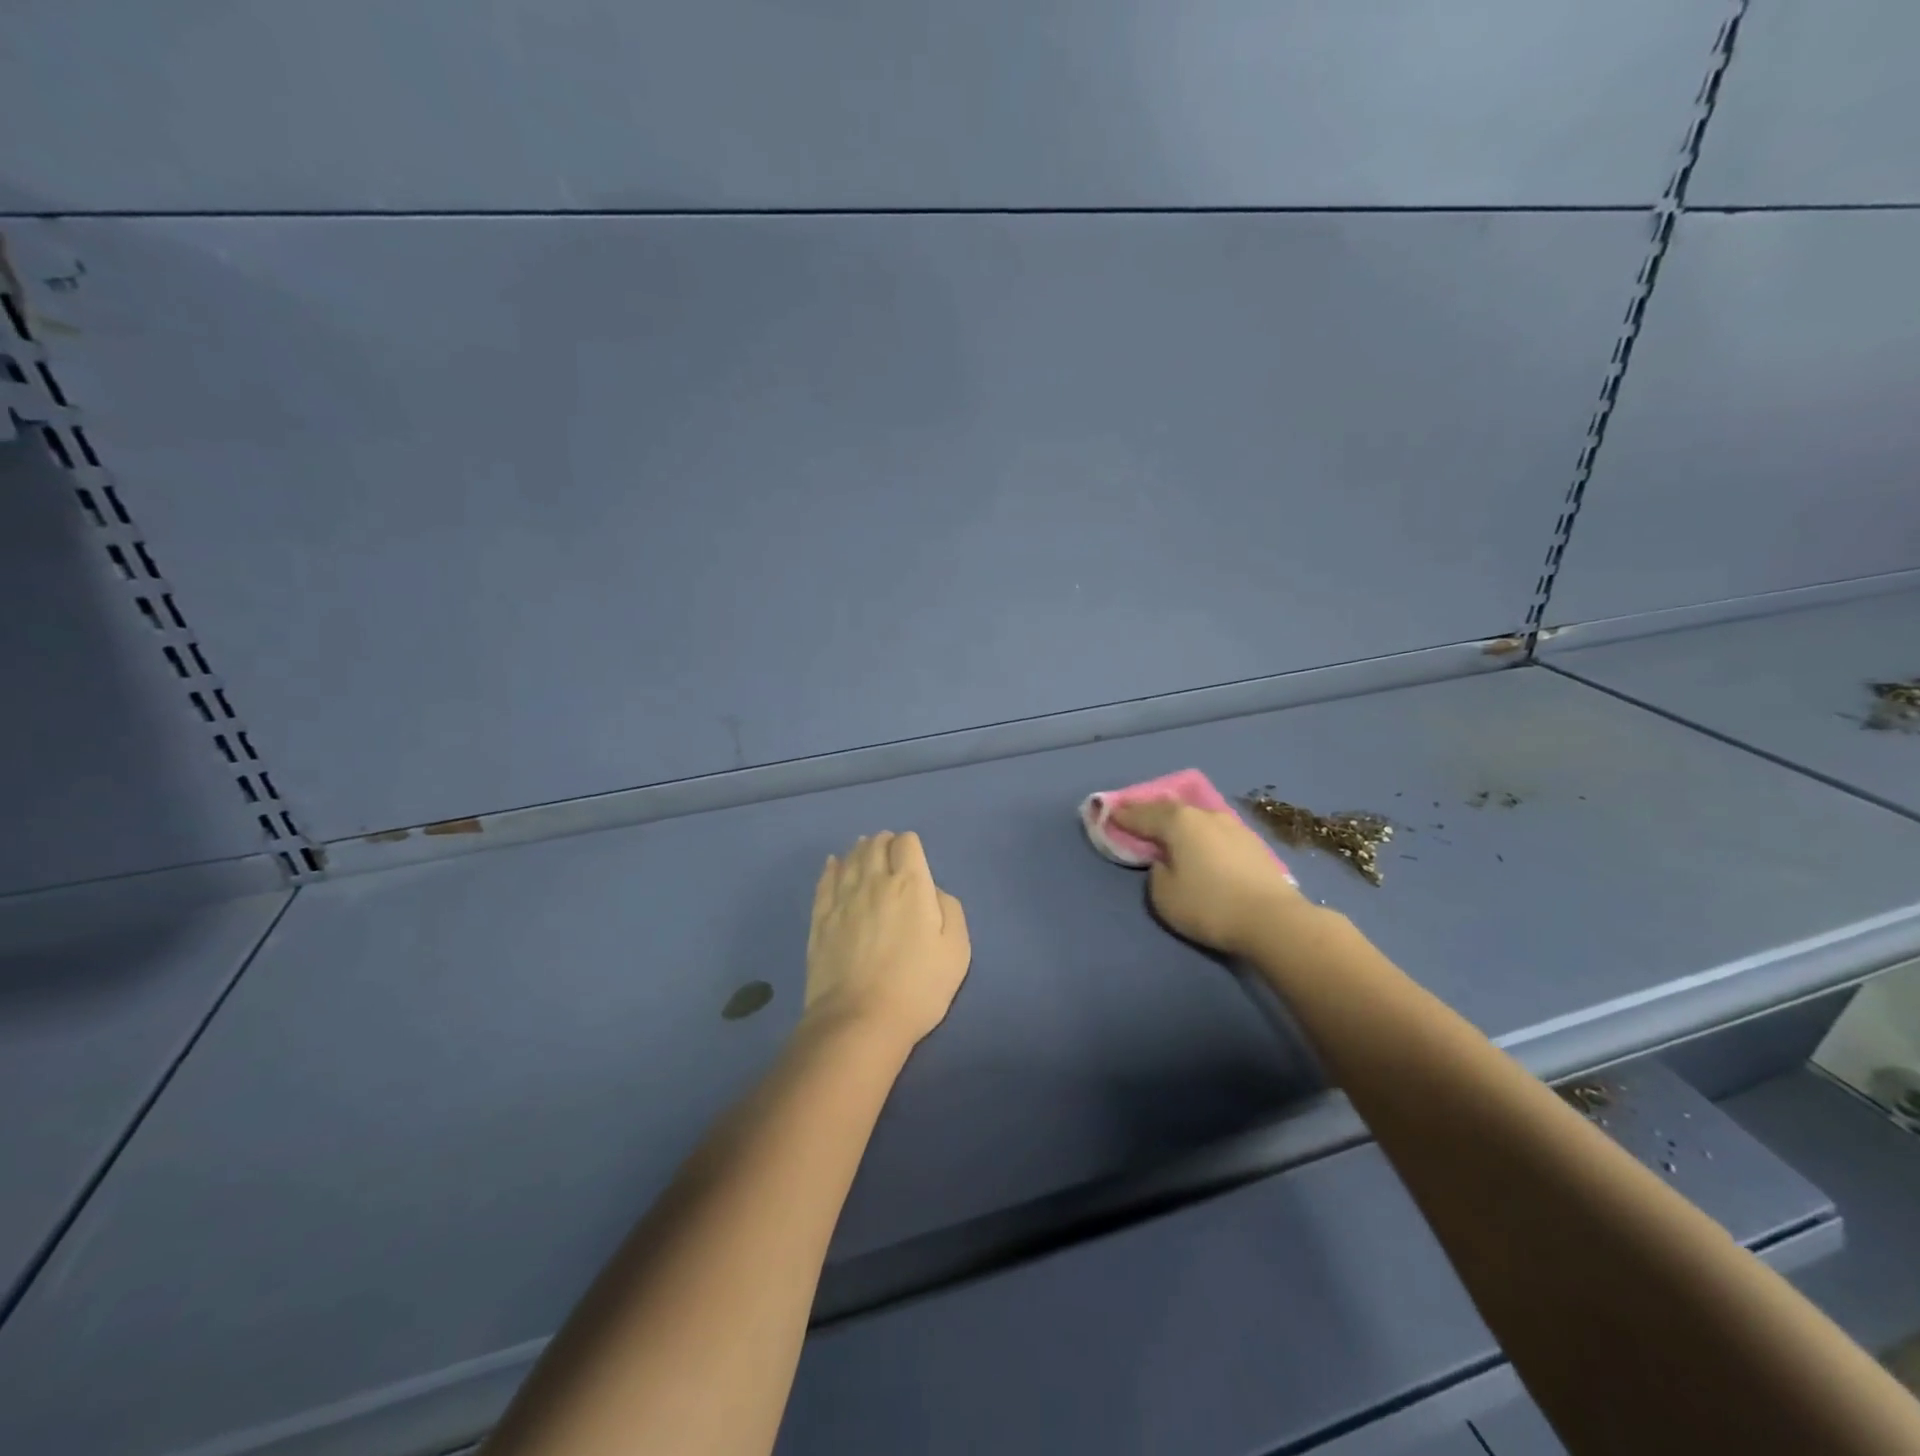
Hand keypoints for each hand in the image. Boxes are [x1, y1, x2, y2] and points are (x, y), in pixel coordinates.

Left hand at [803, 831, 970, 1050]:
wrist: (860, 1020)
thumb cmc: (918, 987)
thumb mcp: (957, 950)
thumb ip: (950, 909)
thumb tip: (931, 891)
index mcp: (910, 885)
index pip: (906, 843)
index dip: (911, 845)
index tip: (914, 859)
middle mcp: (874, 882)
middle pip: (875, 845)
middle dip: (885, 843)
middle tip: (890, 852)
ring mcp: (842, 899)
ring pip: (850, 859)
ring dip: (860, 850)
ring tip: (865, 850)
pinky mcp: (821, 918)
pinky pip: (825, 881)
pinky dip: (832, 867)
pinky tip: (834, 864)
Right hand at [1109, 799, 1305, 956]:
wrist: (1274, 920)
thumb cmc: (1210, 905)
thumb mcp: (1164, 896)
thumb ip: (1156, 872)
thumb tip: (1166, 861)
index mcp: (1179, 822)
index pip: (1142, 814)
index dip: (1123, 815)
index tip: (1107, 814)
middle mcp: (1205, 815)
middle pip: (1170, 809)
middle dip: (1150, 813)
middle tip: (1134, 818)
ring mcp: (1233, 826)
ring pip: (1196, 818)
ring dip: (1179, 822)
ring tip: (1167, 831)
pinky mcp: (1252, 843)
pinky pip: (1214, 831)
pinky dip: (1200, 834)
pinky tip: (1199, 844)